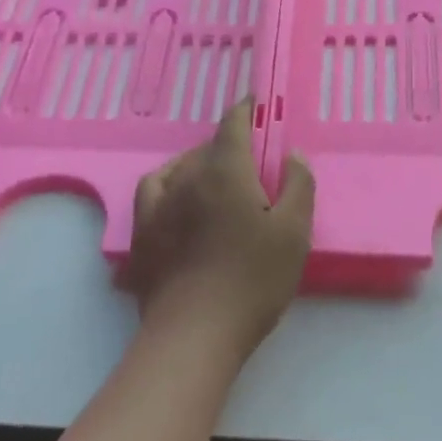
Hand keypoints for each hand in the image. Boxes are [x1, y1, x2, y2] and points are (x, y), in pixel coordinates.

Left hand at [124, 100, 314, 360]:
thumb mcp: (294, 233)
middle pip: (209, 146)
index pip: (233, 123)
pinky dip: (169, 181)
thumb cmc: (252, 280)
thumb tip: (292, 154)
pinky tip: (177, 195)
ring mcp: (159, 203)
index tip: (257, 106)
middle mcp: (187, 176)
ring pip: (182, 166)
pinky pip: (154, 189)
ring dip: (201, 163)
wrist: (194, 335)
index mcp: (225, 170)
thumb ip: (298, 185)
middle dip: (231, 145)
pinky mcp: (143, 231)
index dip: (247, 110)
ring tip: (217, 178)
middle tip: (253, 164)